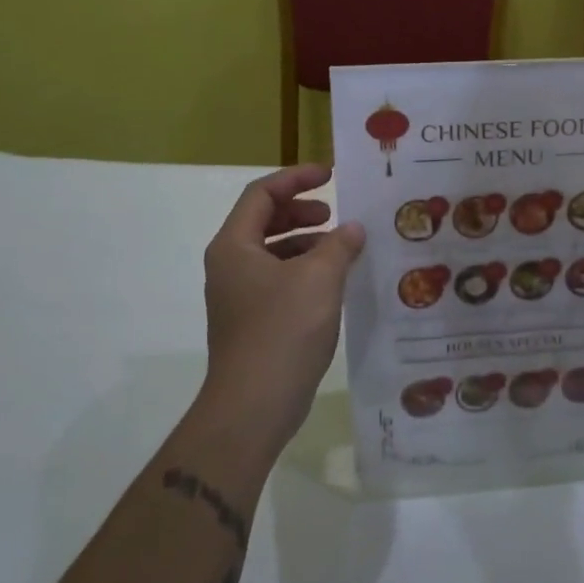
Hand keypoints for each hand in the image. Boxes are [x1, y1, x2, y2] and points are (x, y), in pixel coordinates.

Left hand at [198, 164, 365, 451]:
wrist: (253, 407)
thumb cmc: (283, 330)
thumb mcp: (319, 278)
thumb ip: (338, 244)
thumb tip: (352, 229)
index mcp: (235, 246)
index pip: (262, 193)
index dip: (296, 178)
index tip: (331, 175)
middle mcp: (230, 265)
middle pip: (264, 219)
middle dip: (301, 209)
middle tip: (335, 213)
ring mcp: (239, 295)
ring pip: (273, 251)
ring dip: (306, 241)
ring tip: (341, 247)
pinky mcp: (252, 321)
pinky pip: (279, 279)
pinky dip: (305, 270)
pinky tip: (334, 282)